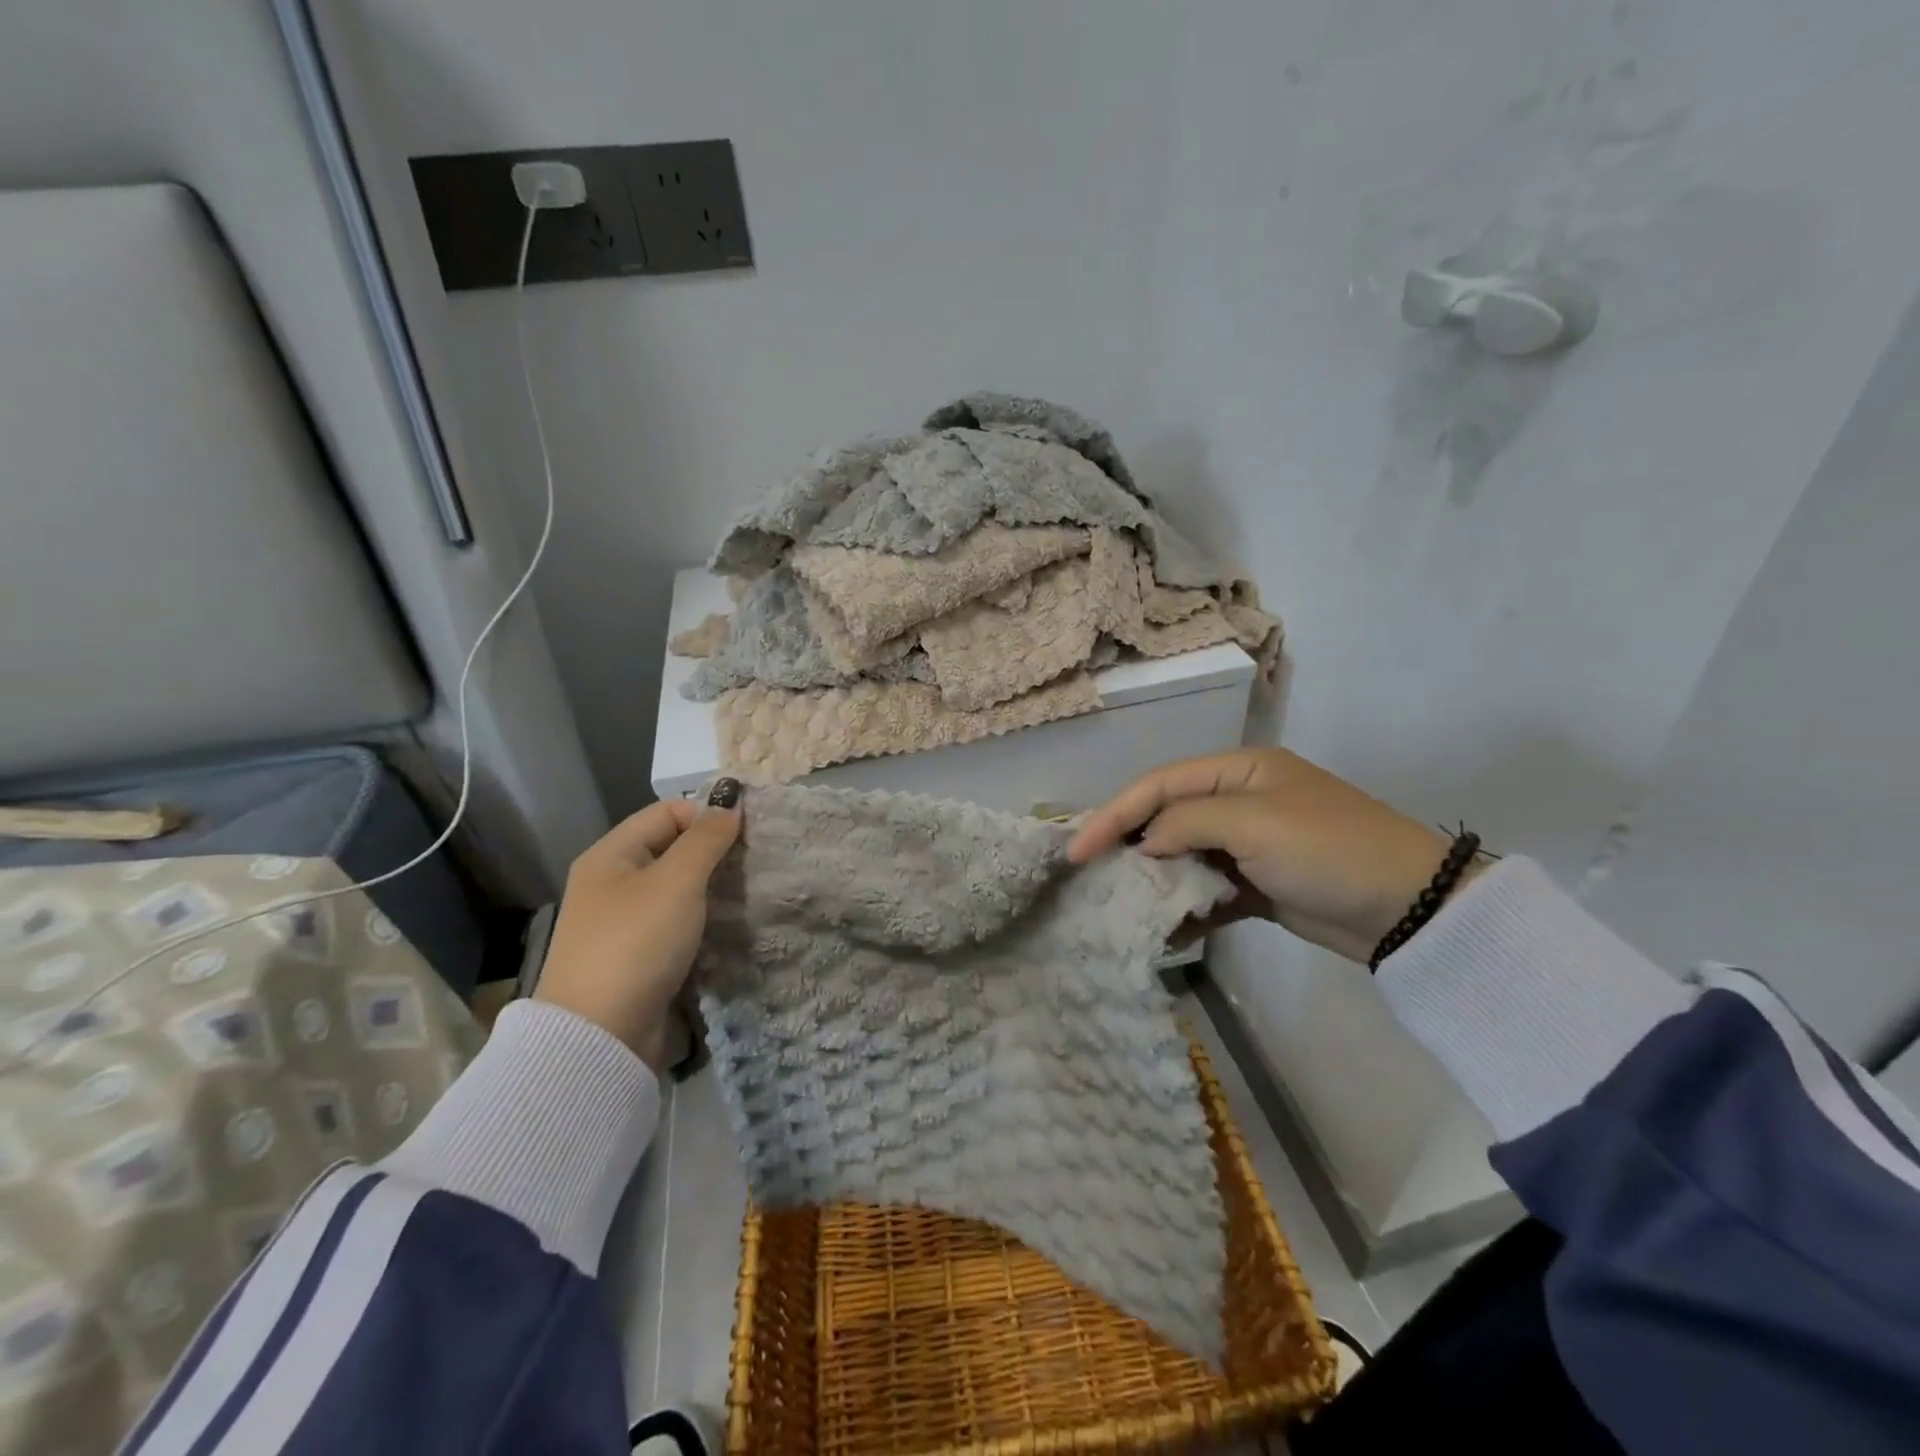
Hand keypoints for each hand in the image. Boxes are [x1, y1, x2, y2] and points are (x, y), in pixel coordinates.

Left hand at [536, 784, 741, 1069]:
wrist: (600, 1037)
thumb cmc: (636, 943)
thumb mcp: (677, 881)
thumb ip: (706, 838)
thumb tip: (730, 798)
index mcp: (611, 855)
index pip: (667, 812)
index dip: (707, 816)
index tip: (749, 833)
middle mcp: (612, 883)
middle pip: (671, 849)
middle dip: (714, 852)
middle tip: (757, 862)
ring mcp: (623, 922)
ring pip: (677, 888)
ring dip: (712, 887)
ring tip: (751, 891)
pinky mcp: (637, 956)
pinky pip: (676, 922)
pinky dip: (703, 919)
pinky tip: (730, 924)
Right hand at [1067, 748, 1472, 963]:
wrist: (1411, 909)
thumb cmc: (1328, 850)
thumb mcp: (1254, 823)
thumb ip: (1187, 822)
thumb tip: (1146, 845)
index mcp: (1236, 771)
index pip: (1157, 786)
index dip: (1112, 815)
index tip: (1075, 851)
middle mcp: (1237, 801)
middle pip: (1164, 818)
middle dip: (1127, 846)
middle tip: (1088, 877)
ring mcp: (1247, 845)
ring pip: (1181, 857)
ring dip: (1155, 882)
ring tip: (1123, 907)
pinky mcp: (1257, 885)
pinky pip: (1207, 893)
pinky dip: (1186, 911)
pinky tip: (1166, 933)